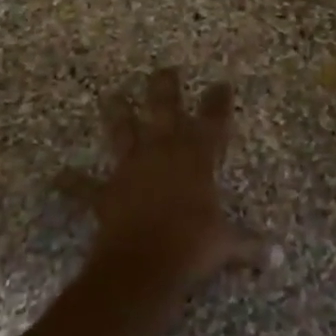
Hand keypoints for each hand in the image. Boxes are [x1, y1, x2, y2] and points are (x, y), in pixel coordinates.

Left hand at [58, 69, 274, 290]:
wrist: (144, 265)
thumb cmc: (192, 247)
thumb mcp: (227, 245)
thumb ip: (251, 246)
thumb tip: (279, 258)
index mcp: (196, 157)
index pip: (213, 120)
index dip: (218, 101)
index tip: (221, 83)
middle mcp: (163, 152)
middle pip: (164, 108)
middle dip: (165, 87)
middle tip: (164, 69)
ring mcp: (131, 168)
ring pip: (123, 131)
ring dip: (117, 113)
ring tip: (111, 95)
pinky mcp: (106, 192)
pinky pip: (84, 187)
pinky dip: (70, 183)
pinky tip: (56, 177)